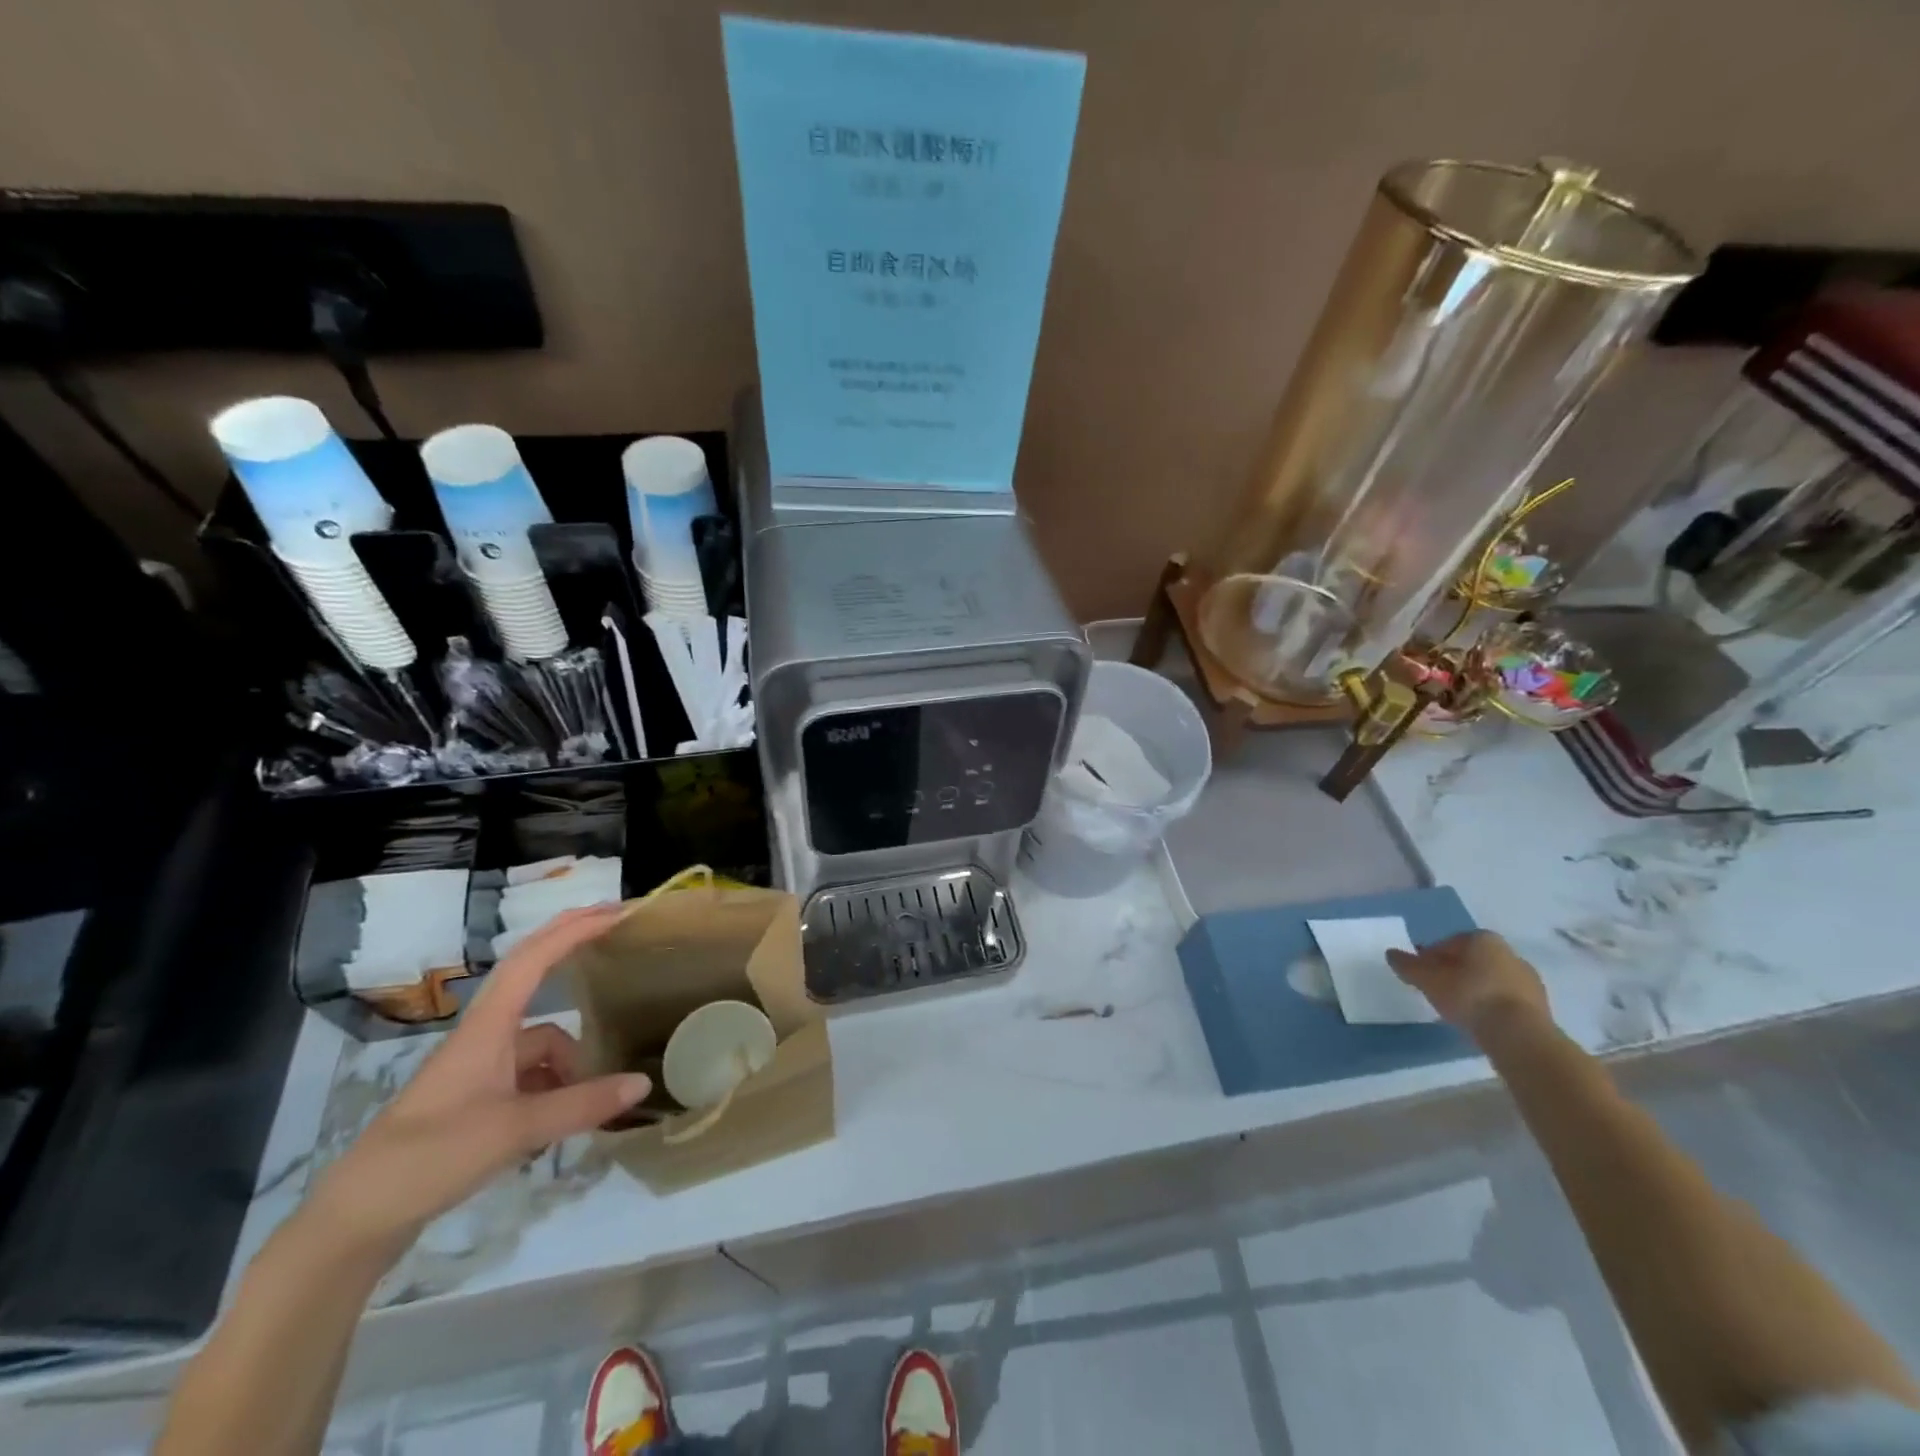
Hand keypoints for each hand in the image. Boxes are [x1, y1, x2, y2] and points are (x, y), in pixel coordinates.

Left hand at [304, 904, 647, 1261]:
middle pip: (534, 978)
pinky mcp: (478, 1100)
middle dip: (572, 950)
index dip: (574, 929)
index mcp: (487, 1027)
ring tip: (602, 1095)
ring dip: (572, 1059)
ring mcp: (481, 1068)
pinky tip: (569, 1121)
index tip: (617, 912)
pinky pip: (532, 1076)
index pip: (533, 958)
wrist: (356, 1221)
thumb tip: (643, 1082)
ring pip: (542, 1043)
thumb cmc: (429, 1158)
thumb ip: (582, 1105)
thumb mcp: (515, 1130)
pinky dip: (557, 1088)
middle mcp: (485, 1036)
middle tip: (619, 932)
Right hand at [1386, 930, 1549, 1043]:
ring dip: (1474, 989)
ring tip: (1457, 1009)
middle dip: (1454, 972)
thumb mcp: (1429, 980)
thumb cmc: (1470, 996)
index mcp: (1483, 939)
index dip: (1430, 957)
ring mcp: (1529, 980)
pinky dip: (1491, 1005)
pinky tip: (1479, 1020)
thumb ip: (1409, 966)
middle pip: (1472, 960)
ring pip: (1490, 980)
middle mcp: (1509, 953)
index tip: (1421, 974)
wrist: (1520, 1036)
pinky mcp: (1540, 1006)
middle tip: (1436, 990)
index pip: (1448, 943)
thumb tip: (1391, 954)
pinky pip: (1506, 1000)